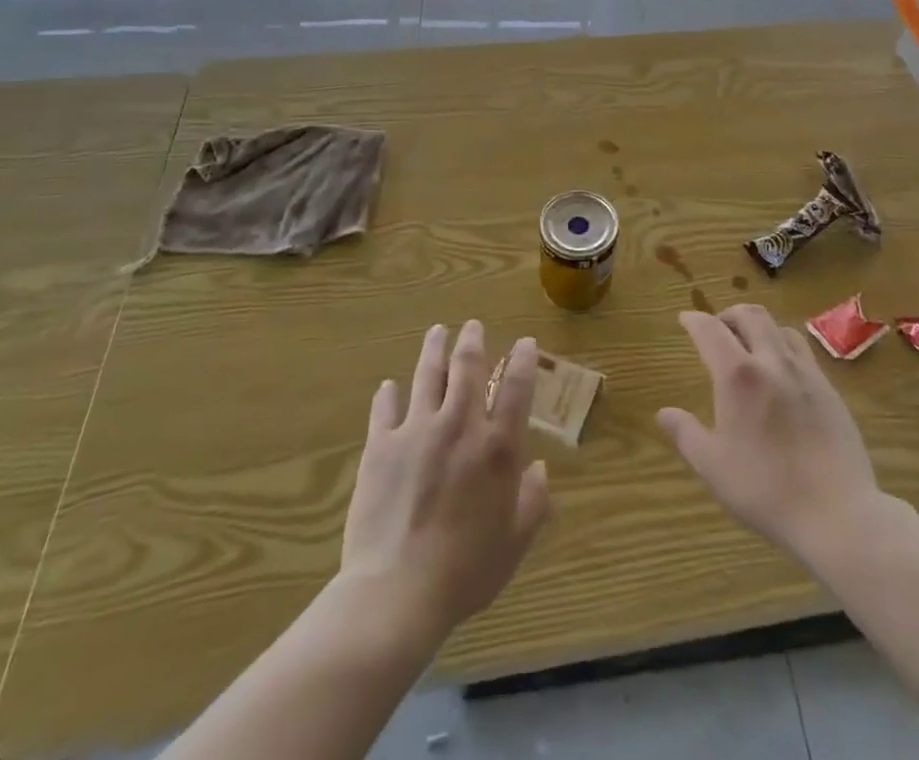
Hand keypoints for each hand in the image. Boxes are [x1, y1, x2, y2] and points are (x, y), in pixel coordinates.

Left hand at [340, 321, 552, 641]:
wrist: (396, 592)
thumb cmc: (465, 571)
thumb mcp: (514, 542)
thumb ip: (533, 502)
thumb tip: (538, 469)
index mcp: (497, 447)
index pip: (517, 388)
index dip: (523, 360)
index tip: (525, 342)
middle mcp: (460, 426)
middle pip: (467, 368)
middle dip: (472, 341)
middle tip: (472, 325)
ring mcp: (417, 431)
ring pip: (427, 376)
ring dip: (434, 350)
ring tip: (437, 331)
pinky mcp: (380, 447)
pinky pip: (384, 410)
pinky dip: (388, 395)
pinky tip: (389, 386)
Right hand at [657, 305, 883, 563]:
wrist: (837, 512)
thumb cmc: (766, 488)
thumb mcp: (713, 466)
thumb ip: (686, 434)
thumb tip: (663, 413)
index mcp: (738, 375)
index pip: (710, 330)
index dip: (694, 320)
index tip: (684, 319)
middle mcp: (772, 361)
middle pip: (750, 315)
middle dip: (728, 314)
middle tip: (717, 329)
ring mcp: (806, 373)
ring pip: (780, 328)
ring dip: (759, 327)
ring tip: (750, 346)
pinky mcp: (830, 389)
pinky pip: (803, 351)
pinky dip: (784, 347)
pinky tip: (781, 374)